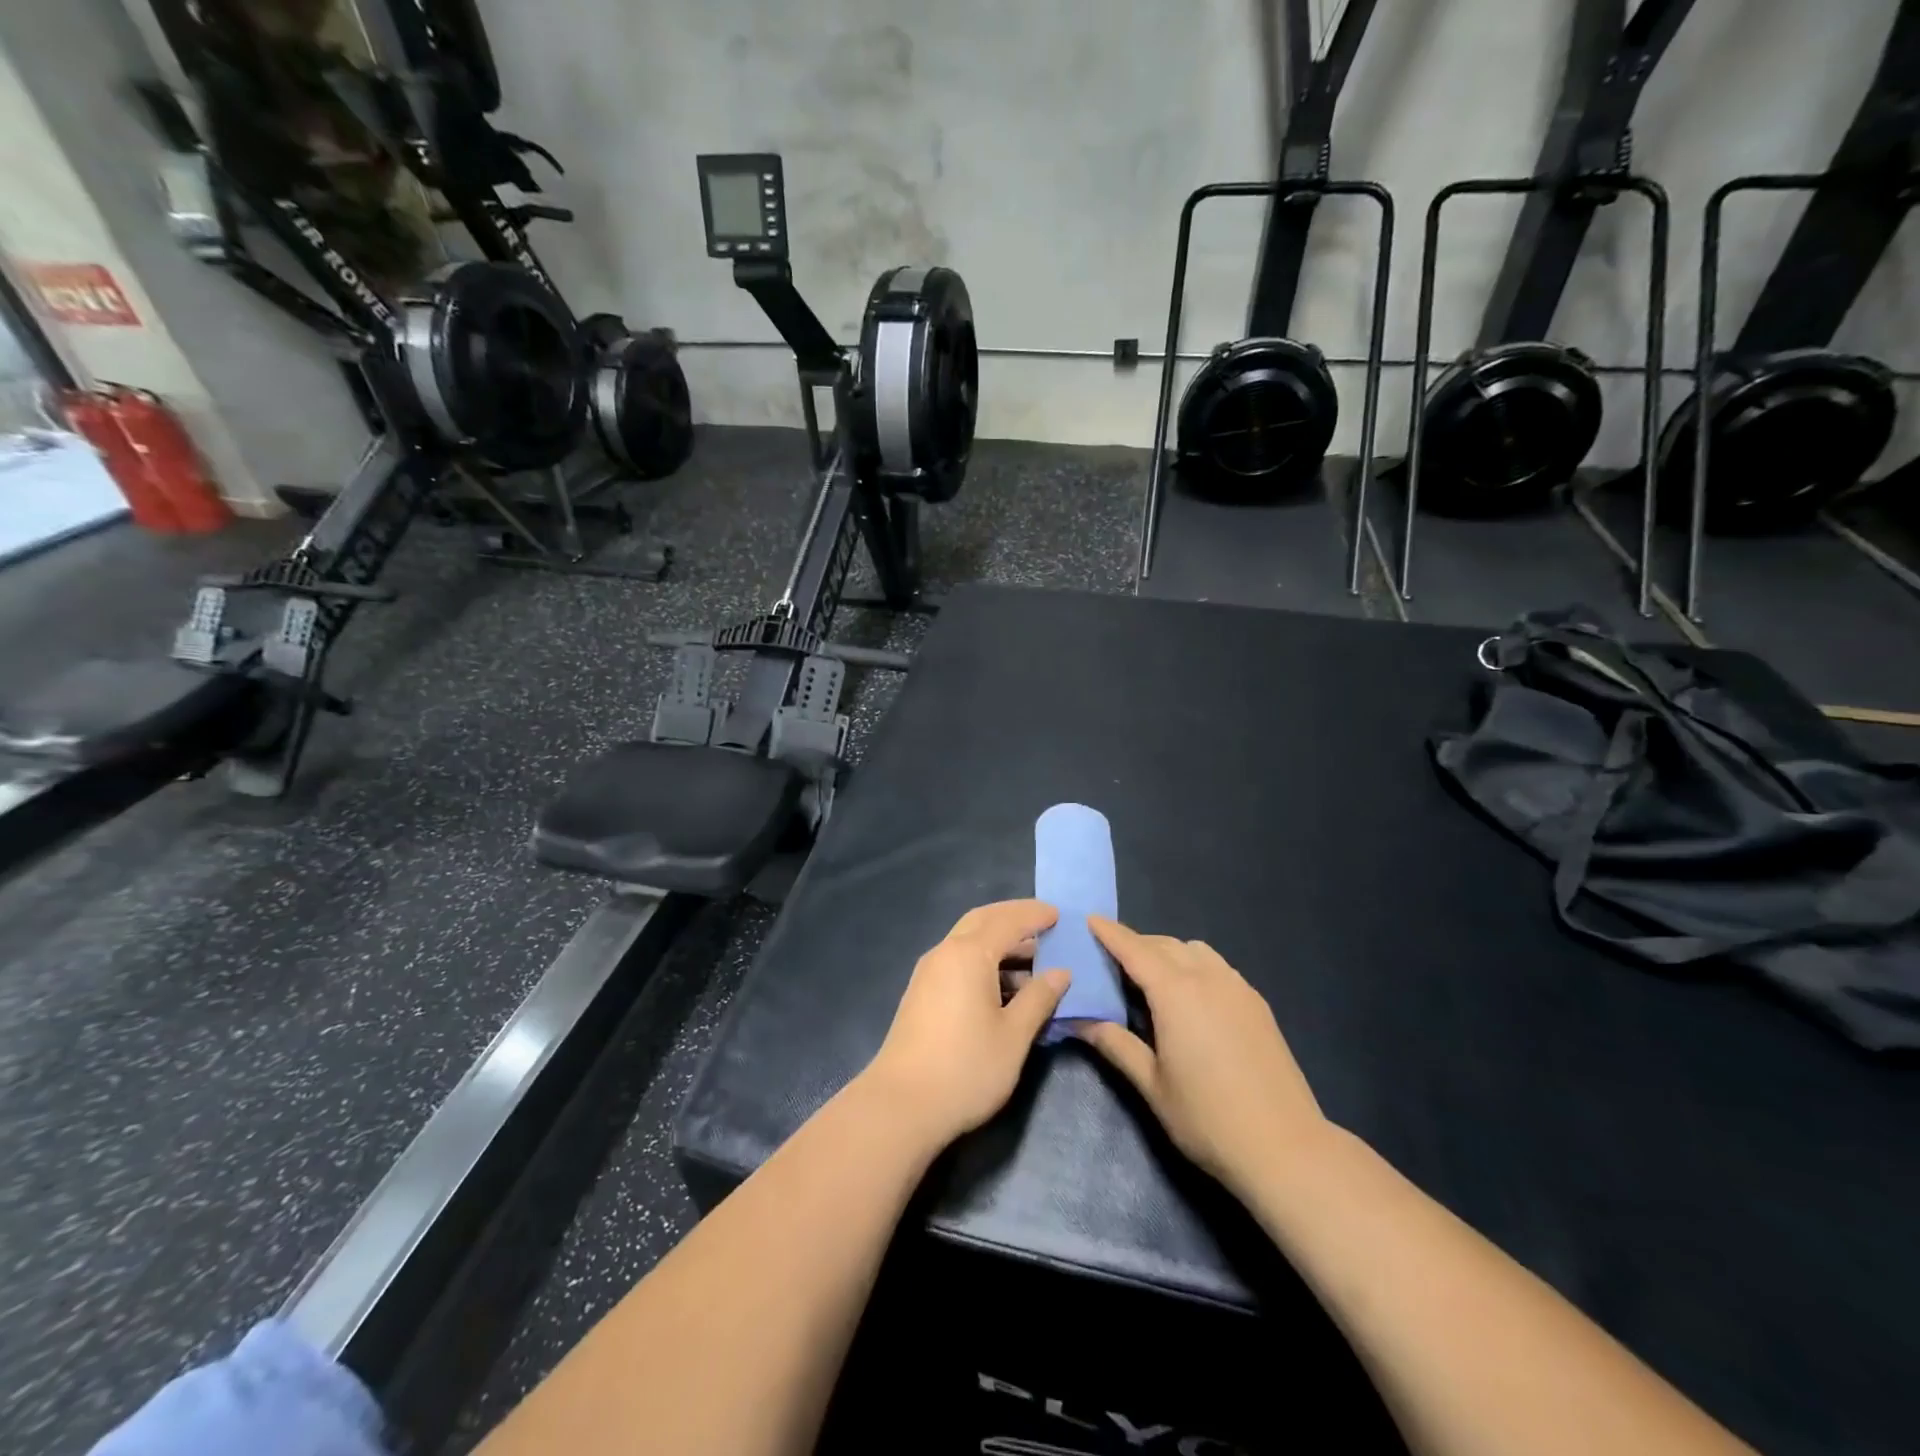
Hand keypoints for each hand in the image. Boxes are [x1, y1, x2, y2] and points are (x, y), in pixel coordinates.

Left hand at [861, 900, 1070, 1149]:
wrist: (901, 1105)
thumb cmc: (966, 1068)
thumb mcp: (1014, 1035)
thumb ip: (1039, 998)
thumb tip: (1060, 973)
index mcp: (969, 954)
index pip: (1008, 921)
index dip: (1035, 915)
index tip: (1059, 915)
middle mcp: (945, 952)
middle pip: (982, 921)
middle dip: (1014, 918)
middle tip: (1045, 925)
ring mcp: (929, 972)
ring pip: (968, 941)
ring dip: (999, 942)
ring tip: (1033, 963)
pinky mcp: (922, 993)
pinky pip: (958, 961)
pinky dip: (984, 961)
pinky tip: (1004, 987)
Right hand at [1076, 917, 1326, 1190]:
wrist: (1286, 1148)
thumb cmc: (1208, 1118)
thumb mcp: (1152, 1085)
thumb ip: (1116, 1045)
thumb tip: (1081, 1021)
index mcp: (1176, 993)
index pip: (1135, 950)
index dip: (1110, 933)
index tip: (1090, 919)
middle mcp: (1207, 978)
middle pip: (1164, 944)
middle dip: (1136, 944)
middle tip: (1111, 959)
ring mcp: (1237, 988)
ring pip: (1195, 950)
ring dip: (1168, 952)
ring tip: (1151, 978)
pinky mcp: (1257, 1004)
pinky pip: (1218, 967)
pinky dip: (1195, 965)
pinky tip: (1190, 997)